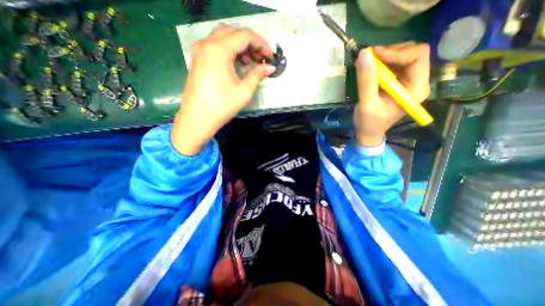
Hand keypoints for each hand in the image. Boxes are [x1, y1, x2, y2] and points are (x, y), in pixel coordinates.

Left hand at [171, 24, 274, 154]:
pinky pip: (215, 45)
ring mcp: (199, 50)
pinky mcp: (197, 58)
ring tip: (248, 62)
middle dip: (250, 43)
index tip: (270, 56)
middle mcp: (207, 43)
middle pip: (233, 32)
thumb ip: (258, 74)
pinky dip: (228, 50)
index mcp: (219, 49)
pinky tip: (235, 64)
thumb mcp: (244, 90)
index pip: (245, 35)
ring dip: (239, 45)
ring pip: (223, 37)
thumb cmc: (222, 106)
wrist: (198, 118)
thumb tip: (270, 68)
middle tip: (260, 58)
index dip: (261, 44)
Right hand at [354, 41, 430, 146]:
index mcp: (416, 88)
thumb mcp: (367, 103)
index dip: (396, 52)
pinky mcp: (397, 82)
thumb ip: (366, 81)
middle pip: (412, 53)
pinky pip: (393, 65)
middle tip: (369, 58)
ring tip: (367, 64)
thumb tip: (364, 54)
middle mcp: (416, 81)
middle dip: (390, 53)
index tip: (373, 55)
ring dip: (384, 57)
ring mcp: (407, 81)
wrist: (368, 132)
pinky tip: (369, 69)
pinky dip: (381, 63)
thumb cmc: (369, 122)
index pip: (417, 56)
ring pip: (402, 56)